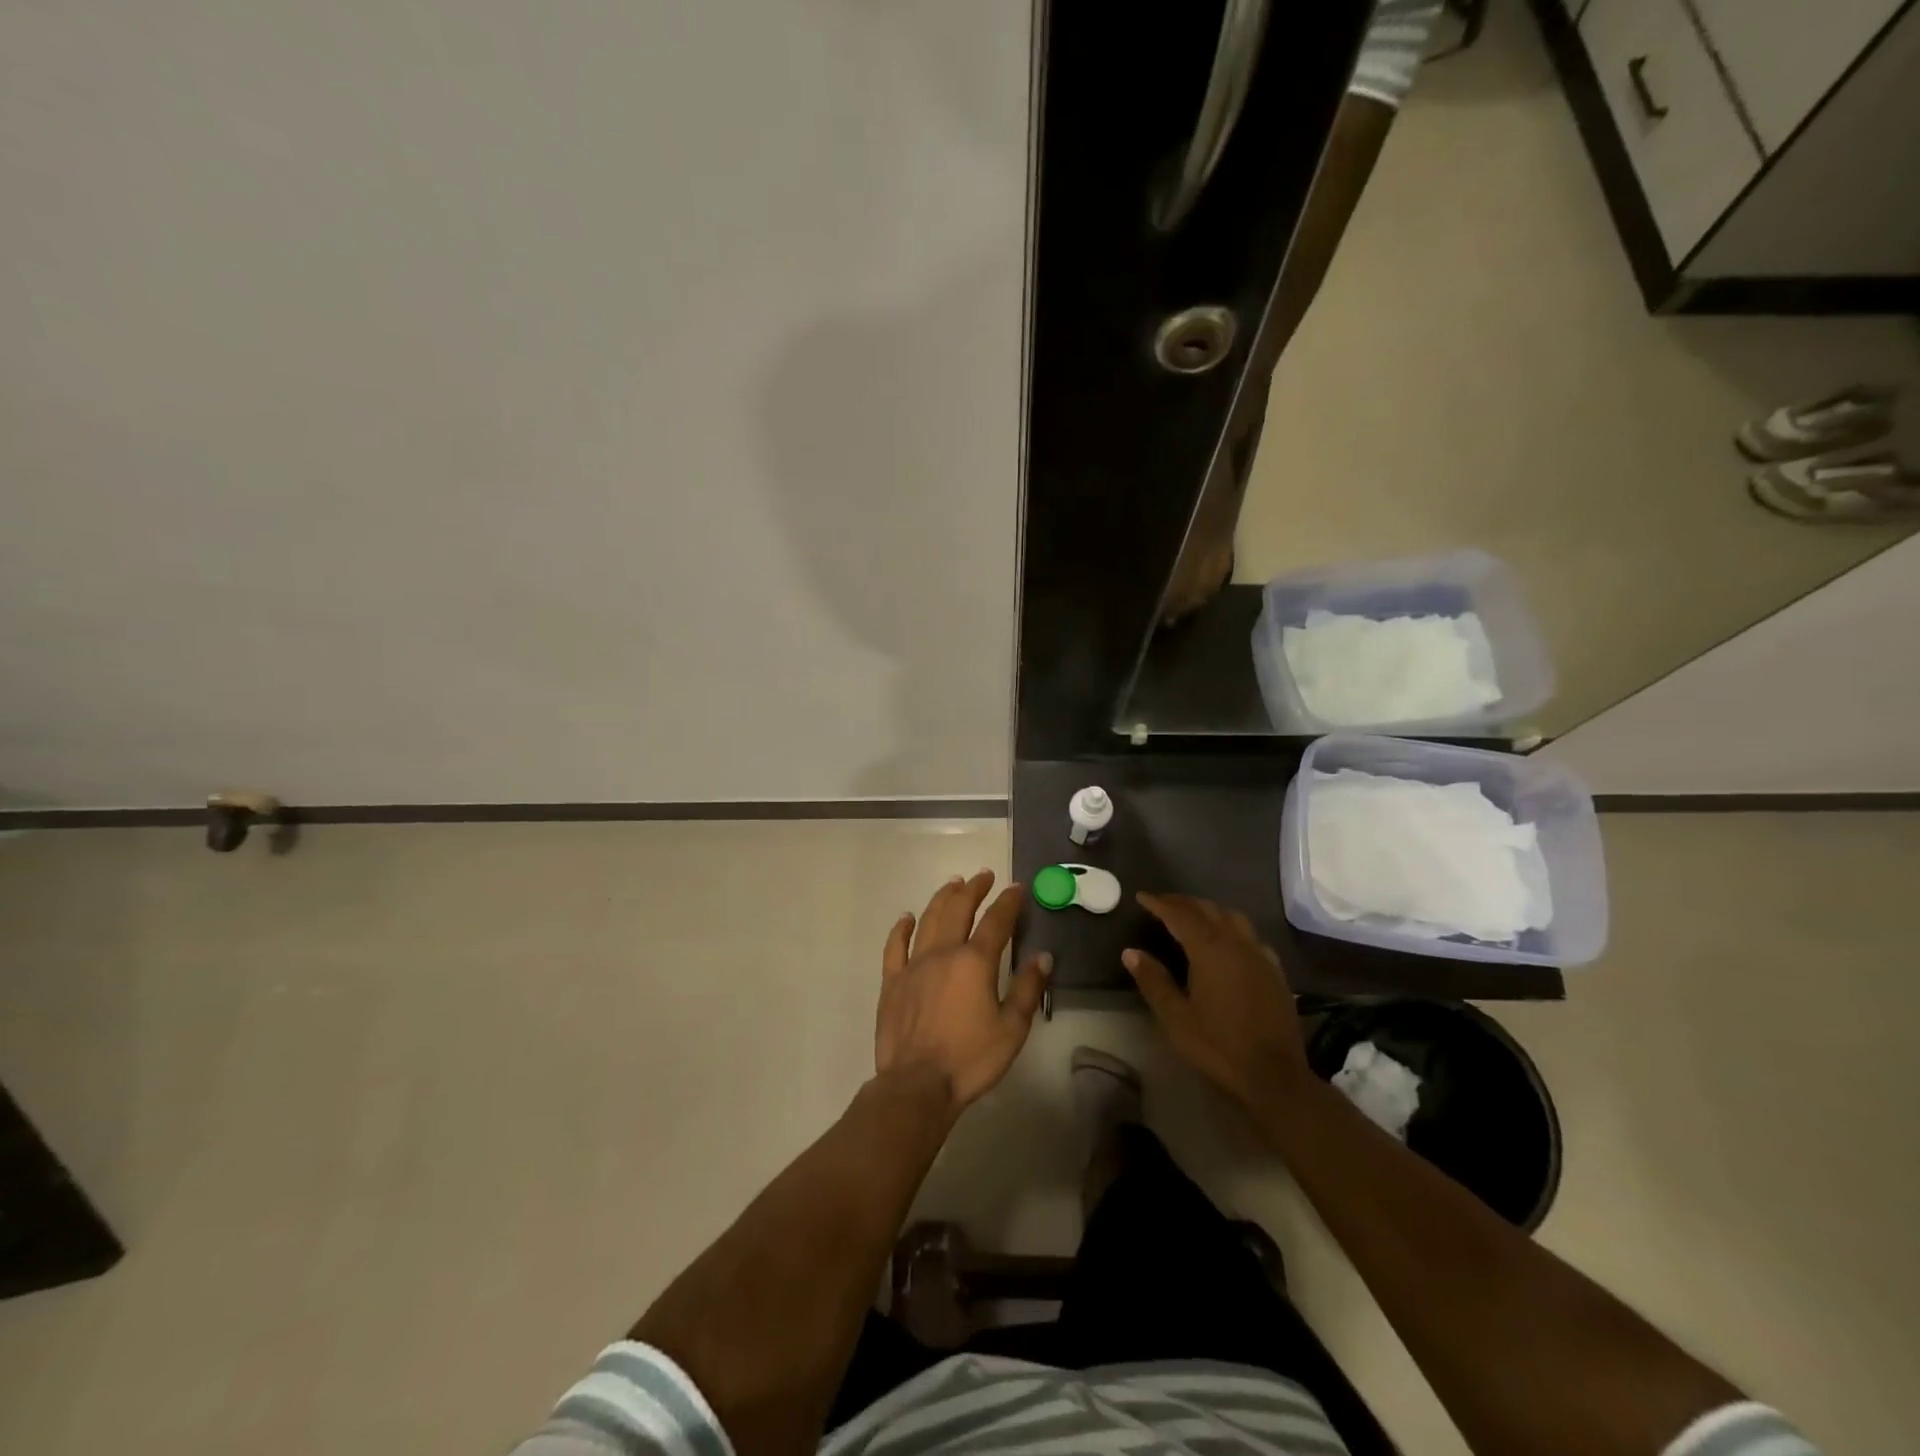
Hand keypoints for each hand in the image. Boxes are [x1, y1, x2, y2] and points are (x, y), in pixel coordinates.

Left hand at [875, 871, 1052, 1115]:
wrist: (917, 1084)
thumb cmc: (970, 1059)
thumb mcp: (1012, 1028)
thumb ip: (1028, 989)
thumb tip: (1043, 956)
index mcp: (975, 962)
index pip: (996, 921)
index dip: (1008, 901)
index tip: (1017, 887)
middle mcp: (943, 953)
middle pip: (959, 909)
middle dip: (974, 889)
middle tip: (984, 876)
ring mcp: (914, 965)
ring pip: (928, 919)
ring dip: (942, 898)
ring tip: (953, 884)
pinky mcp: (892, 981)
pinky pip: (895, 946)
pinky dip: (901, 928)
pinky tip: (907, 917)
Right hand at [1124, 892, 1309, 1116]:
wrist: (1274, 1077)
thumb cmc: (1218, 1046)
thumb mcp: (1176, 1017)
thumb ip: (1153, 981)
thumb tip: (1130, 952)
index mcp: (1210, 950)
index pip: (1180, 915)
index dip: (1159, 903)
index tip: (1142, 897)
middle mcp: (1237, 944)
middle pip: (1208, 910)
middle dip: (1183, 903)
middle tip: (1162, 903)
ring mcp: (1260, 956)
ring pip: (1233, 917)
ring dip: (1210, 910)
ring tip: (1193, 915)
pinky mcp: (1275, 972)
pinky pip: (1251, 936)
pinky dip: (1232, 928)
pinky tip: (1229, 942)